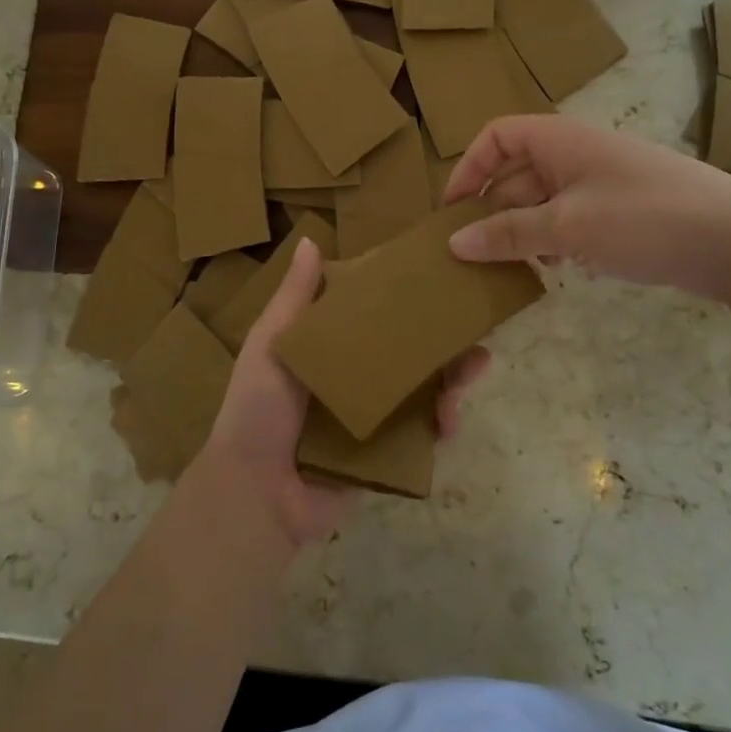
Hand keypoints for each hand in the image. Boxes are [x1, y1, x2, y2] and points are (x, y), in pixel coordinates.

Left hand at [195, 238, 493, 548]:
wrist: (256, 491)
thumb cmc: (258, 408)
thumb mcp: (271, 344)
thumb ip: (294, 298)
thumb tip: (310, 240)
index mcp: (330, 348)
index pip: (373, 315)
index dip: (402, 298)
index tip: (435, 274)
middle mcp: (357, 377)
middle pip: (408, 350)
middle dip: (442, 336)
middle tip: (471, 322)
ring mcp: (376, 416)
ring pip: (425, 388)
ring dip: (453, 376)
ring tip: (474, 366)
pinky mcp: (389, 453)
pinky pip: (425, 433)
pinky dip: (444, 422)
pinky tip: (451, 418)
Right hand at [442, 114, 730, 299]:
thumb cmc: (644, 219)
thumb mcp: (566, 228)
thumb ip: (507, 234)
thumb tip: (454, 242)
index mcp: (559, 140)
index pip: (495, 137)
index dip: (468, 169)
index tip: (452, 211)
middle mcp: (576, 153)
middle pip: (515, 173)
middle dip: (493, 210)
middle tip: (475, 252)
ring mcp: (601, 181)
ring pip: (541, 199)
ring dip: (522, 230)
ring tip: (516, 265)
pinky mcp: (620, 209)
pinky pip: (568, 217)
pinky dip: (553, 239)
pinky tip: (558, 268)